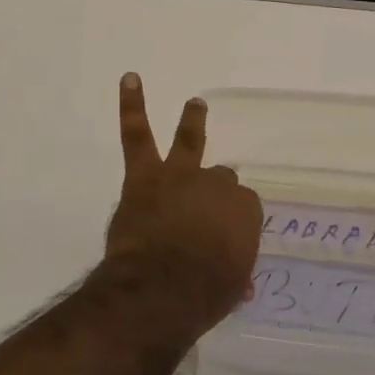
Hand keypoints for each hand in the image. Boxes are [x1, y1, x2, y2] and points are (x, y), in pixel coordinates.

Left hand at [105, 74, 263, 332]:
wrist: (161, 289)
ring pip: (189, 141)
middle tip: (202, 209)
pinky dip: (132, 105)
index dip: (231, 221)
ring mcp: (181, 175)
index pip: (242, 207)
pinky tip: (130, 79)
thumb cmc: (203, 294)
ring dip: (193, 121)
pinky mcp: (144, 176)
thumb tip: (239, 285)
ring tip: (195, 104)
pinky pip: (137, 134)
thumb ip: (235, 278)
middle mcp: (217, 186)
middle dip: (213, 191)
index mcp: (244, 212)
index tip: (222, 239)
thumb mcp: (231, 289)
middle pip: (220, 178)